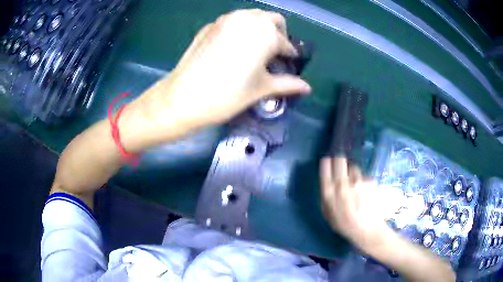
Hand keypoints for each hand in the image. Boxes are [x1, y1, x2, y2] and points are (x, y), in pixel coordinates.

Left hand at [132, 9, 310, 133]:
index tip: (289, 64)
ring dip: (259, 28)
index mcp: (265, 33)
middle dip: (278, 34)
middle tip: (274, 53)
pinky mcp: (210, 26)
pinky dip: (240, 30)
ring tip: (255, 50)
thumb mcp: (261, 89)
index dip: (290, 55)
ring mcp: (226, 19)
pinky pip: (232, 22)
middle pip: (272, 19)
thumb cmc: (227, 95)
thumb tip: (307, 87)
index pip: (286, 43)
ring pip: (251, 16)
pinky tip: (233, 48)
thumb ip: (287, 84)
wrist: (183, 97)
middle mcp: (247, 19)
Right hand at [320, 157, 401, 248]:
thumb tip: (326, 182)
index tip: (326, 160)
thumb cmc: (345, 225)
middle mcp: (343, 184)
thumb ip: (325, 198)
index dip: (326, 163)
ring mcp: (357, 182)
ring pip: (353, 167)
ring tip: (355, 182)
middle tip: (341, 163)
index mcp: (329, 194)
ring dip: (352, 171)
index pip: (325, 168)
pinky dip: (363, 180)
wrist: (367, 230)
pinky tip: (364, 190)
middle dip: (340, 161)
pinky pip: (364, 176)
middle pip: (340, 161)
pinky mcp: (369, 182)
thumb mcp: (328, 215)